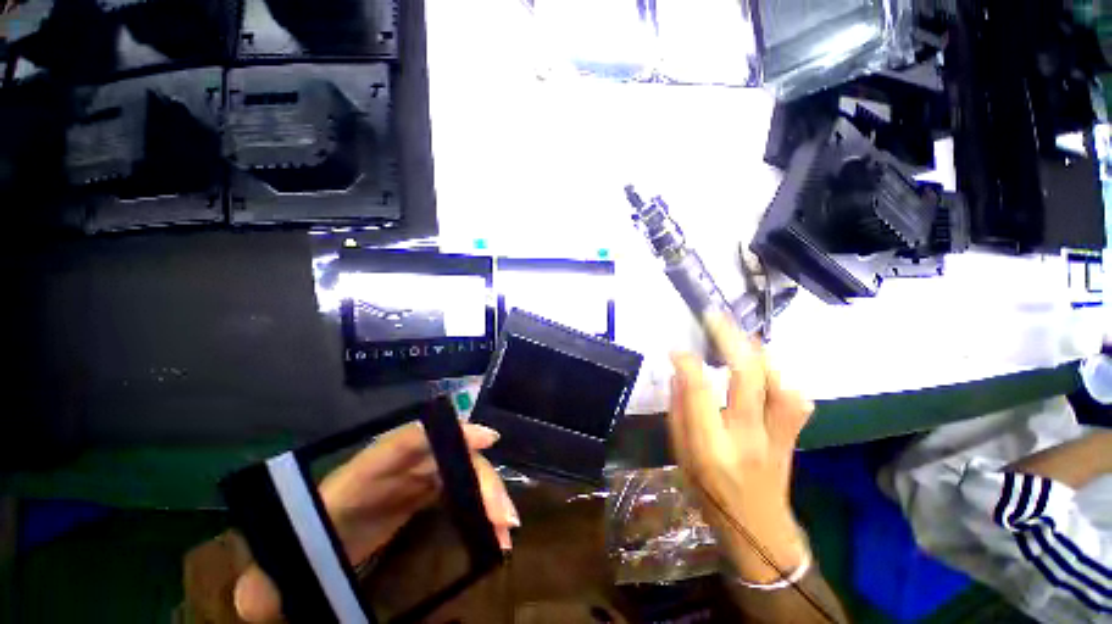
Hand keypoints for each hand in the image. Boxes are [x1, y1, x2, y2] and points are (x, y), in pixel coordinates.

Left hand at [233, 421, 517, 621]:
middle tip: (505, 517)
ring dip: (485, 494)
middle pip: (446, 458)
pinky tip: (491, 526)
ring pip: (457, 473)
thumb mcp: (281, 569)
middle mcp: (391, 471)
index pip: (406, 441)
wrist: (304, 555)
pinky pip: (455, 491)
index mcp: (358, 477)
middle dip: (480, 479)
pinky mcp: (418, 496)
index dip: (446, 433)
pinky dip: (476, 505)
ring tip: (506, 527)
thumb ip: (265, 585)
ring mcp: (408, 482)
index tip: (484, 439)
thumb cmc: (295, 552)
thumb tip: (254, 600)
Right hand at [668, 313, 813, 582]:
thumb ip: (679, 411)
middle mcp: (747, 435)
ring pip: (778, 382)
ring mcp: (777, 435)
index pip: (698, 390)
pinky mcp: (793, 435)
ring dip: (759, 354)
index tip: (677, 349)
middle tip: (715, 318)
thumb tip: (679, 373)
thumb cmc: (709, 493)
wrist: (758, 530)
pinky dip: (780, 376)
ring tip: (742, 336)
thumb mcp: (681, 454)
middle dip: (730, 339)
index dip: (687, 362)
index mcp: (711, 445)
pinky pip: (795, 398)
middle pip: (747, 377)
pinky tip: (766, 367)